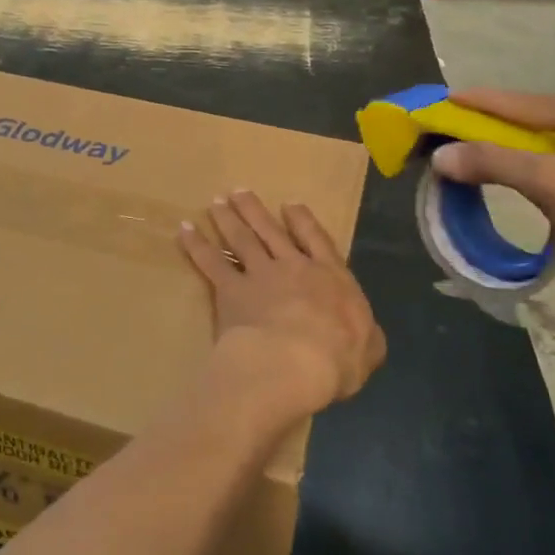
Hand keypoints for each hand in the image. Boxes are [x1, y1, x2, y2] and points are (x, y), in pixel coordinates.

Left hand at [179, 192, 386, 418]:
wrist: (295, 361)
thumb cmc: (338, 358)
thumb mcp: (369, 348)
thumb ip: (367, 336)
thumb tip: (367, 334)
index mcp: (330, 277)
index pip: (316, 240)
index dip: (302, 221)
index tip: (289, 204)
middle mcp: (293, 267)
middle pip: (271, 232)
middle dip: (255, 210)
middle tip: (238, 193)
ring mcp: (260, 275)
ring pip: (241, 239)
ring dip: (227, 219)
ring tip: (216, 203)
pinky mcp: (231, 290)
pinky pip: (210, 262)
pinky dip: (196, 245)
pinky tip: (185, 231)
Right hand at [430, 91, 554, 289]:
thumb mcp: (551, 184)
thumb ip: (494, 163)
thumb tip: (442, 155)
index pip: (532, 103)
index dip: (486, 102)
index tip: (449, 97)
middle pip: (550, 121)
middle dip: (506, 126)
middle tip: (466, 126)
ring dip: (528, 149)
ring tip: (494, 151)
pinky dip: (552, 167)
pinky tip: (539, 177)